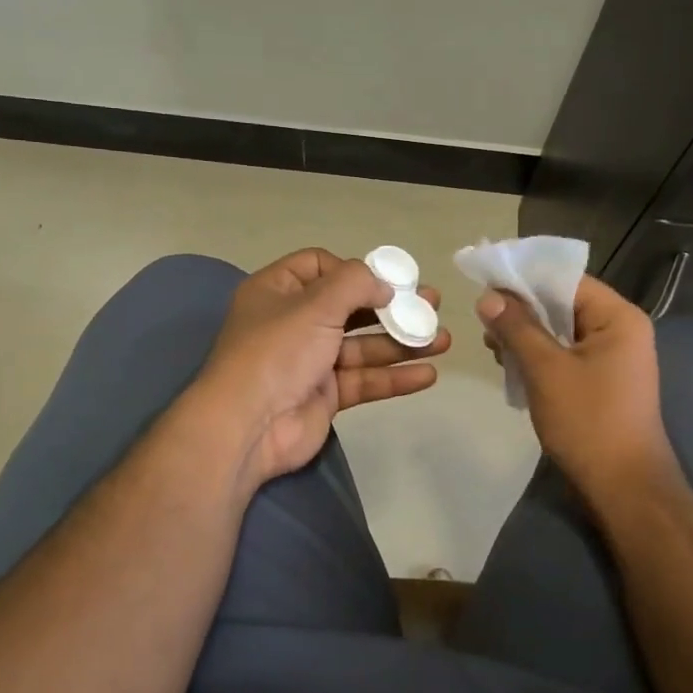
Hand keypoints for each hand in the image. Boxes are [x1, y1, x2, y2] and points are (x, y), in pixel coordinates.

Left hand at [194, 248, 449, 492]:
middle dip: (392, 307)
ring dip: (402, 342)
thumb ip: (356, 283)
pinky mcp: (325, 394)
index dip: (355, 270)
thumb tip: (385, 285)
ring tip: (443, 340)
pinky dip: (394, 376)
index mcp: (278, 290)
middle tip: (432, 304)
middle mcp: (293, 322)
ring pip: (363, 346)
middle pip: (350, 307)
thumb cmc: (277, 351)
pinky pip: (364, 380)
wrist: (249, 426)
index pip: (320, 266)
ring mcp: (310, 360)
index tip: (387, 280)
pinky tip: (428, 374)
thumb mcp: (315, 304)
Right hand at [478, 275, 681, 508]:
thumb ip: (517, 328)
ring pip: (561, 331)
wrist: (623, 487)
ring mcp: (612, 358)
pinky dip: (539, 356)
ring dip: (526, 335)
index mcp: (618, 317)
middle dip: (522, 310)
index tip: (486, 283)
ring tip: (492, 347)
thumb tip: (488, 296)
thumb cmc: (588, 421)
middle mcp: (620, 330)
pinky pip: (565, 355)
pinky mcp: (601, 381)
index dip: (525, 279)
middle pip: (563, 304)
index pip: (567, 280)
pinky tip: (510, 366)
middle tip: (483, 320)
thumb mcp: (546, 369)